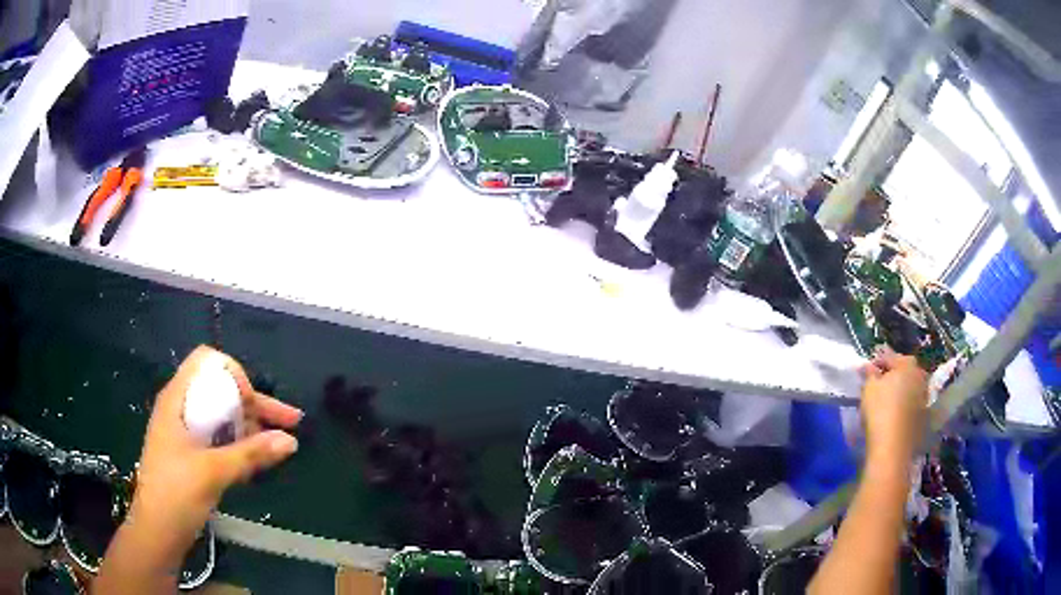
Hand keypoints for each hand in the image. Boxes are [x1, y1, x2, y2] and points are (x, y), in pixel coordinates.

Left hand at [131, 346, 302, 548]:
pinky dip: (240, 445)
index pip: (207, 362)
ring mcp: (186, 433)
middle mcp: (182, 409)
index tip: (251, 403)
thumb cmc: (176, 493)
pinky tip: (259, 459)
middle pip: (221, 391)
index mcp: (178, 399)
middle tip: (291, 422)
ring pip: (223, 418)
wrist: (156, 531)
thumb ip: (250, 454)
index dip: (233, 374)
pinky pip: (220, 439)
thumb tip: (290, 441)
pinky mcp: (191, 455)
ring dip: (252, 427)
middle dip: (256, 404)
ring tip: (280, 445)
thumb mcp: (213, 472)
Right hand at [860, 346, 928, 463]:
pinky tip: (895, 413)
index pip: (890, 356)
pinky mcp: (924, 414)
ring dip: (901, 389)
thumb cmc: (880, 411)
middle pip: (904, 370)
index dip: (877, 362)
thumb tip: (867, 365)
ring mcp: (924, 396)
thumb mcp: (869, 389)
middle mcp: (920, 375)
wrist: (893, 447)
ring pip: (910, 387)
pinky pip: (913, 402)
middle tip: (879, 384)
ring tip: (888, 399)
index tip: (866, 371)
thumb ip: (869, 374)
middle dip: (893, 374)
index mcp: (907, 364)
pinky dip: (905, 404)